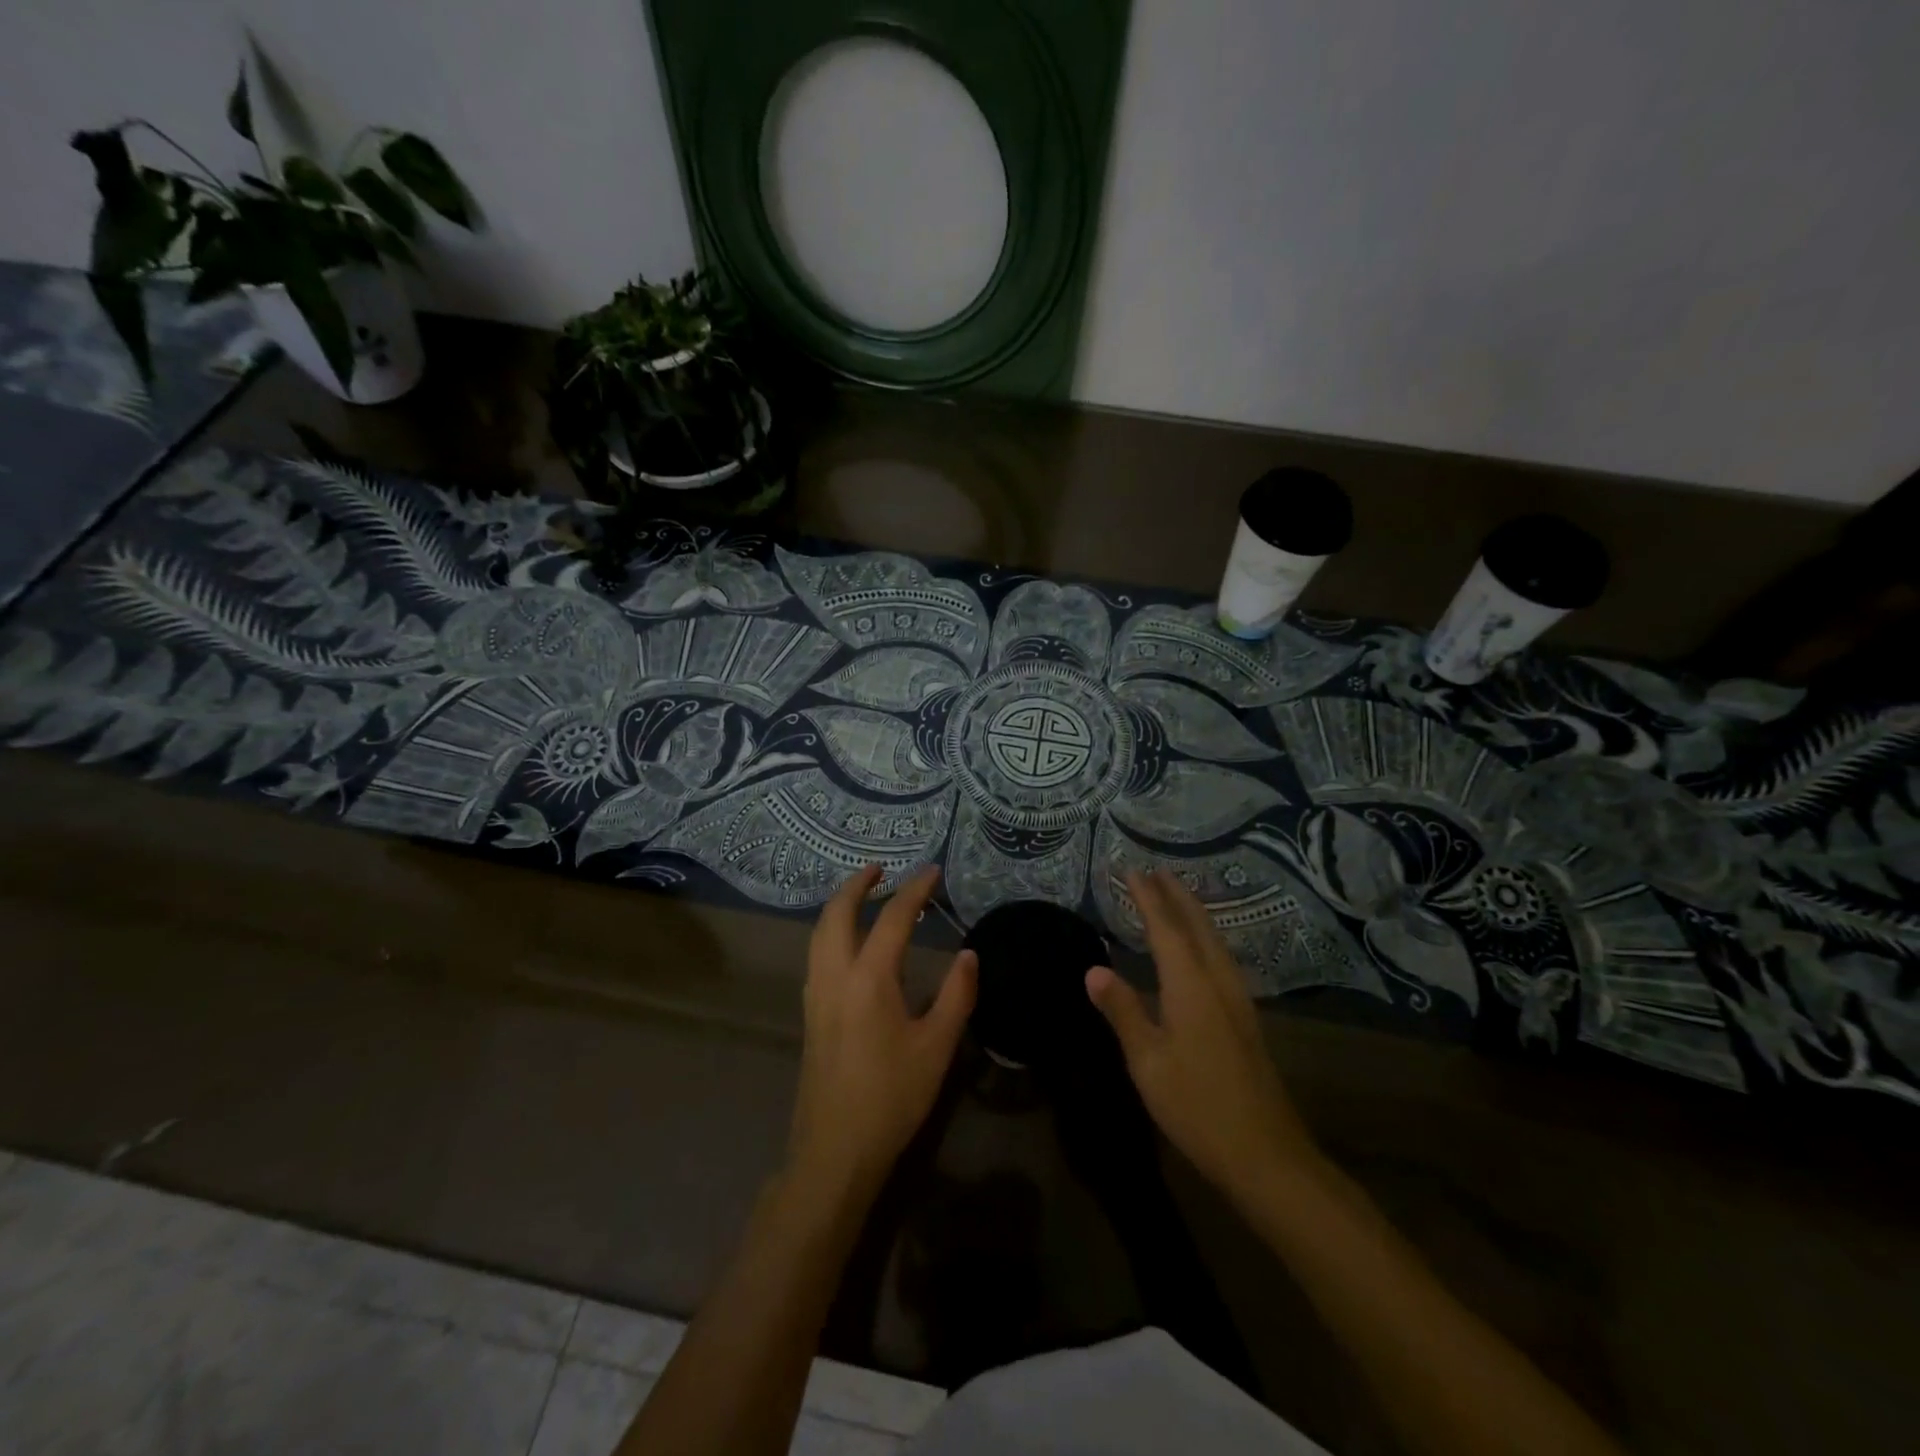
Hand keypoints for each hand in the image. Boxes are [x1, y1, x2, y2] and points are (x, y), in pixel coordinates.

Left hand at [787, 865, 976, 1203]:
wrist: (835, 1150)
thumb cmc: (891, 1097)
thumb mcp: (937, 1047)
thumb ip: (956, 995)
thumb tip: (968, 954)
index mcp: (870, 979)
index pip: (892, 918)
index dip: (914, 890)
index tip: (931, 872)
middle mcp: (835, 976)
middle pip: (837, 913)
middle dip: (856, 884)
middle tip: (880, 869)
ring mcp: (816, 994)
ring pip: (819, 932)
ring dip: (839, 905)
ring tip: (862, 895)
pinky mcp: (809, 1013)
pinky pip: (816, 953)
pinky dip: (830, 930)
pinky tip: (846, 942)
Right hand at [1086, 870, 1318, 1205]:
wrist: (1265, 1154)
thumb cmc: (1197, 1105)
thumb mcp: (1147, 1061)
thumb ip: (1122, 1010)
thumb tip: (1094, 969)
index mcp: (1191, 984)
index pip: (1165, 927)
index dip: (1147, 897)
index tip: (1131, 869)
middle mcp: (1218, 981)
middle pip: (1197, 925)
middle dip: (1176, 894)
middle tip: (1156, 870)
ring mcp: (1237, 999)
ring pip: (1214, 940)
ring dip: (1193, 912)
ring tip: (1175, 896)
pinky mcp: (1245, 1019)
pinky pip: (1220, 958)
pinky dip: (1204, 936)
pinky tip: (1199, 949)